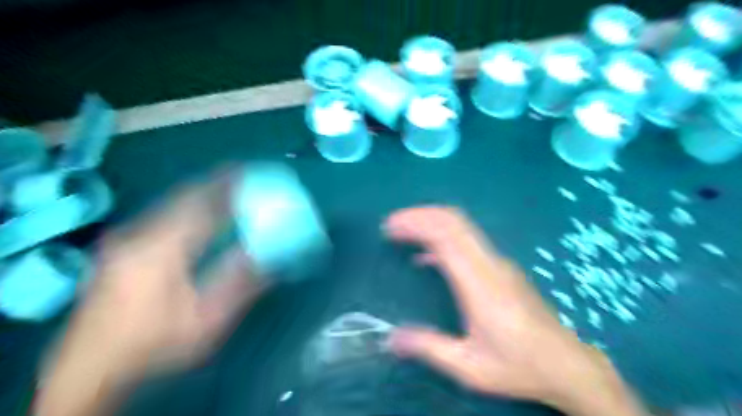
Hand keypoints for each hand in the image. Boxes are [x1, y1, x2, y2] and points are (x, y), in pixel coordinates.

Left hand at [37, 179, 266, 415]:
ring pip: (169, 204)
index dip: (226, 186)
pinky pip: (161, 214)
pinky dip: (184, 206)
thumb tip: (270, 256)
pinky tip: (196, 213)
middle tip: (240, 176)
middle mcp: (141, 236)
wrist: (91, 368)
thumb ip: (240, 284)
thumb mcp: (207, 320)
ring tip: (225, 189)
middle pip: (183, 197)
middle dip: (214, 183)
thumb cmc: (156, 344)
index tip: (248, 172)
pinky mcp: (120, 248)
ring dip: (199, 193)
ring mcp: (126, 240)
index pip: (201, 206)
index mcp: (163, 250)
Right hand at [383, 206, 643, 415]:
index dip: (416, 225)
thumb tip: (390, 338)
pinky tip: (427, 255)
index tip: (390, 228)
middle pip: (454, 221)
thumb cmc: (519, 366)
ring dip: (432, 221)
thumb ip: (429, 348)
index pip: (445, 237)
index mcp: (480, 285)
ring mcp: (499, 263)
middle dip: (420, 215)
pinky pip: (469, 240)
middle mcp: (490, 265)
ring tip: (404, 231)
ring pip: (463, 226)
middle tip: (392, 224)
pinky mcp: (502, 267)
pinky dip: (444, 236)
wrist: (568, 365)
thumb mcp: (470, 367)